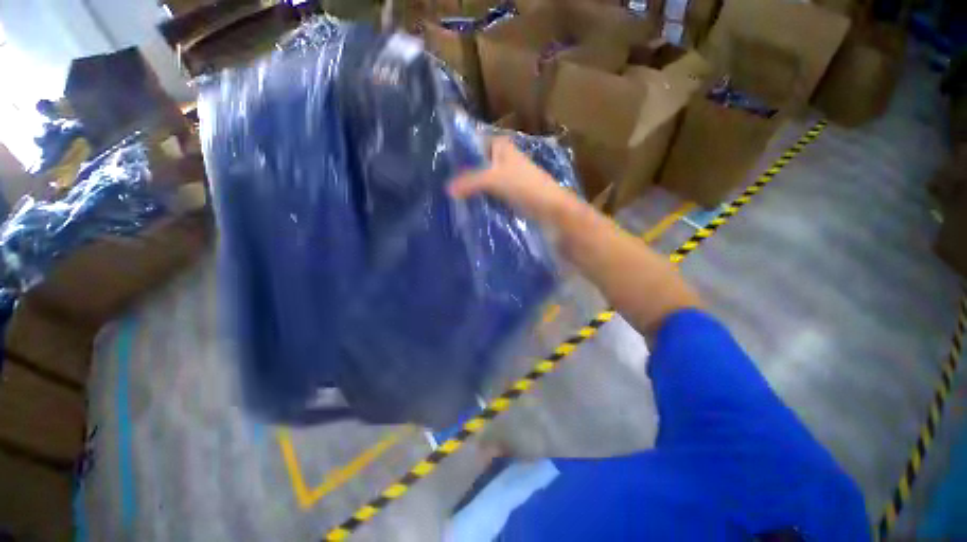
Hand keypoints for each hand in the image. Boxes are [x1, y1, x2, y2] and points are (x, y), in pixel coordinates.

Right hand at [448, 137, 575, 222]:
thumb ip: (469, 182)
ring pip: (483, 180)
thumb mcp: (493, 180)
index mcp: (500, 145)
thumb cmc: (524, 186)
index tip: (441, 165)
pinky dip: (481, 198)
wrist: (550, 208)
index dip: (459, 153)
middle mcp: (503, 158)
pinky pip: (490, 193)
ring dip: (472, 188)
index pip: (473, 143)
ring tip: (452, 196)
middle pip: (477, 163)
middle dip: (463, 173)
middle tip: (443, 184)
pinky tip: (468, 205)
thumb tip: (447, 190)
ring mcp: (507, 176)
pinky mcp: (510, 193)